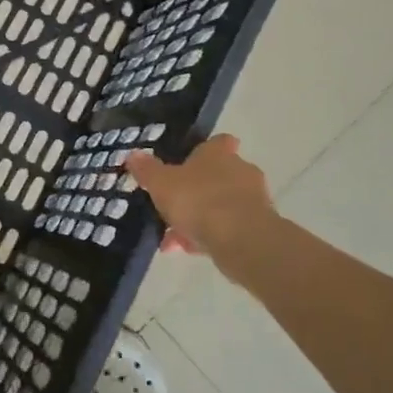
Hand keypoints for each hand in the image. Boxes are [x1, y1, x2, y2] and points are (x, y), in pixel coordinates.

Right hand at [125, 134, 273, 258]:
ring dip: (200, 218)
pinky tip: (188, 250)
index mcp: (219, 153)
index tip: (188, 162)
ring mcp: (253, 200)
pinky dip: (209, 237)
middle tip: (172, 206)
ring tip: (173, 238)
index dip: (205, 150)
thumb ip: (147, 170)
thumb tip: (133, 154)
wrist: (242, 240)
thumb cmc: (199, 200)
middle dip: (196, 191)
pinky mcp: (258, 228)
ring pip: (221, 205)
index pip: (218, 142)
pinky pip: (228, 228)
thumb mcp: (161, 184)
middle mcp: (240, 170)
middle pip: (217, 176)